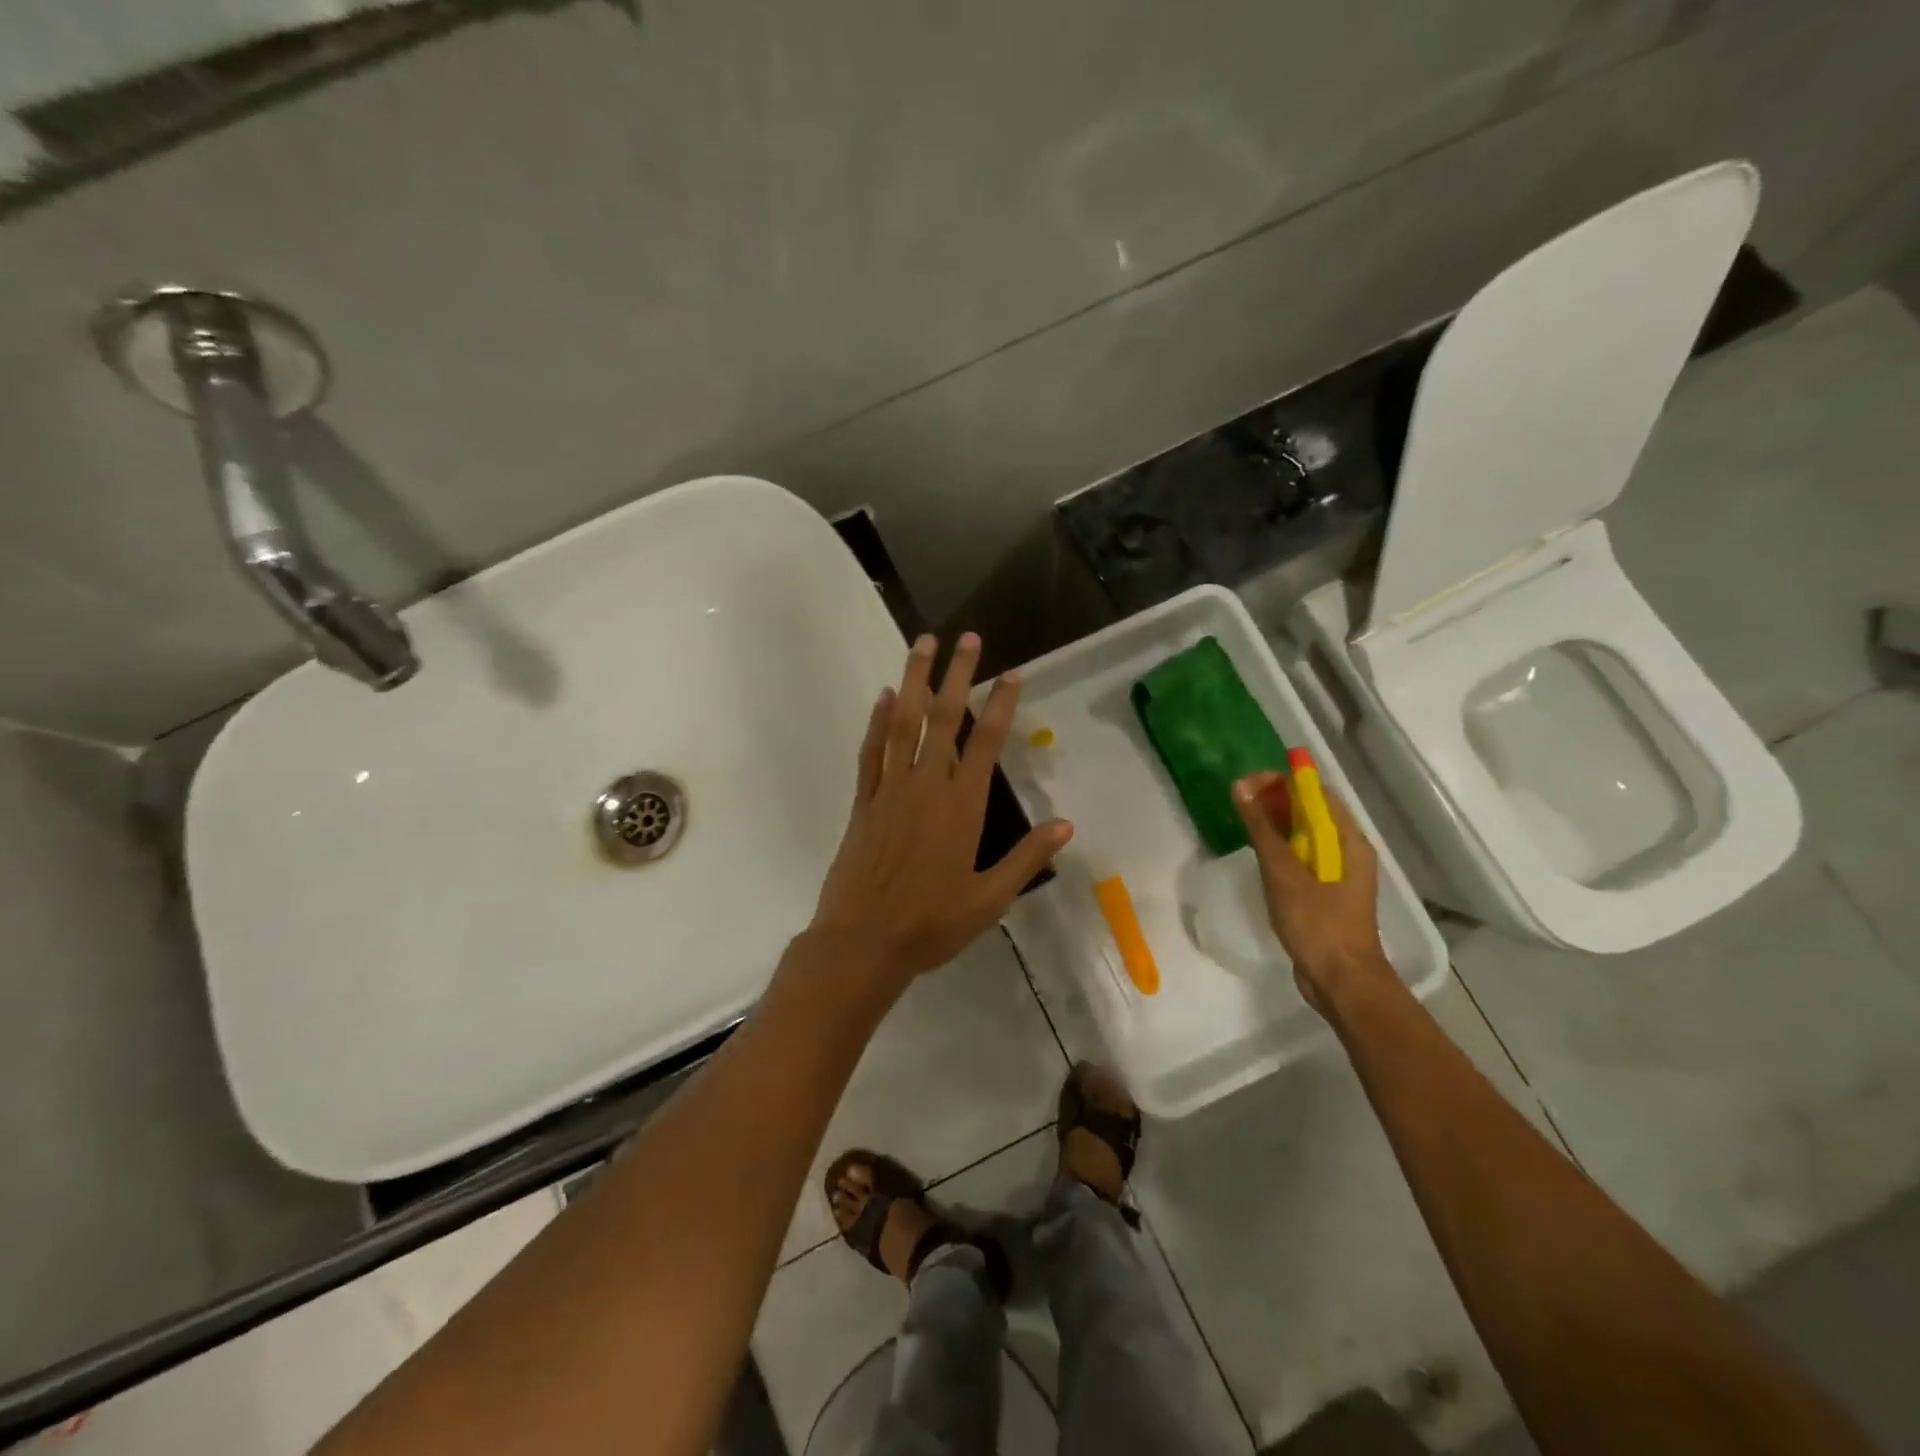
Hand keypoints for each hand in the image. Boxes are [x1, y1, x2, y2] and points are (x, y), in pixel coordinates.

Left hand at [808, 633, 1072, 997]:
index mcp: (962, 806)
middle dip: (957, 674)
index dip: (1001, 704)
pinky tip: (885, 696)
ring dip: (914, 680)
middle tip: (966, 638)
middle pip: (944, 718)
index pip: (987, 742)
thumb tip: (1066, 826)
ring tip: (921, 644)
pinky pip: (872, 750)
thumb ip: (1026, 858)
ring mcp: (890, 789)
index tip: (1011, 673)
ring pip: (903, 722)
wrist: (862, 941)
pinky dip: (878, 720)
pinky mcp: (864, 801)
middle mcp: (926, 785)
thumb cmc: (931, 923)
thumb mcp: (990, 898)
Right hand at [1232, 772, 1392, 1016]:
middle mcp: (1347, 850)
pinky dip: (1279, 848)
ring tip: (1242, 823)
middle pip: (1310, 811)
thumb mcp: (1284, 874)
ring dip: (1274, 824)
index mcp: (1348, 840)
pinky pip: (1300, 858)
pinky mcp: (1324, 893)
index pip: (1315, 792)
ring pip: (1304, 835)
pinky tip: (1256, 854)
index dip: (1282, 781)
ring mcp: (1336, 873)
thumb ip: (1262, 829)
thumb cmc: (1318, 925)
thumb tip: (1240, 786)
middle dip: (1274, 800)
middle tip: (1238, 802)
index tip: (1246, 785)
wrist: (1342, 983)